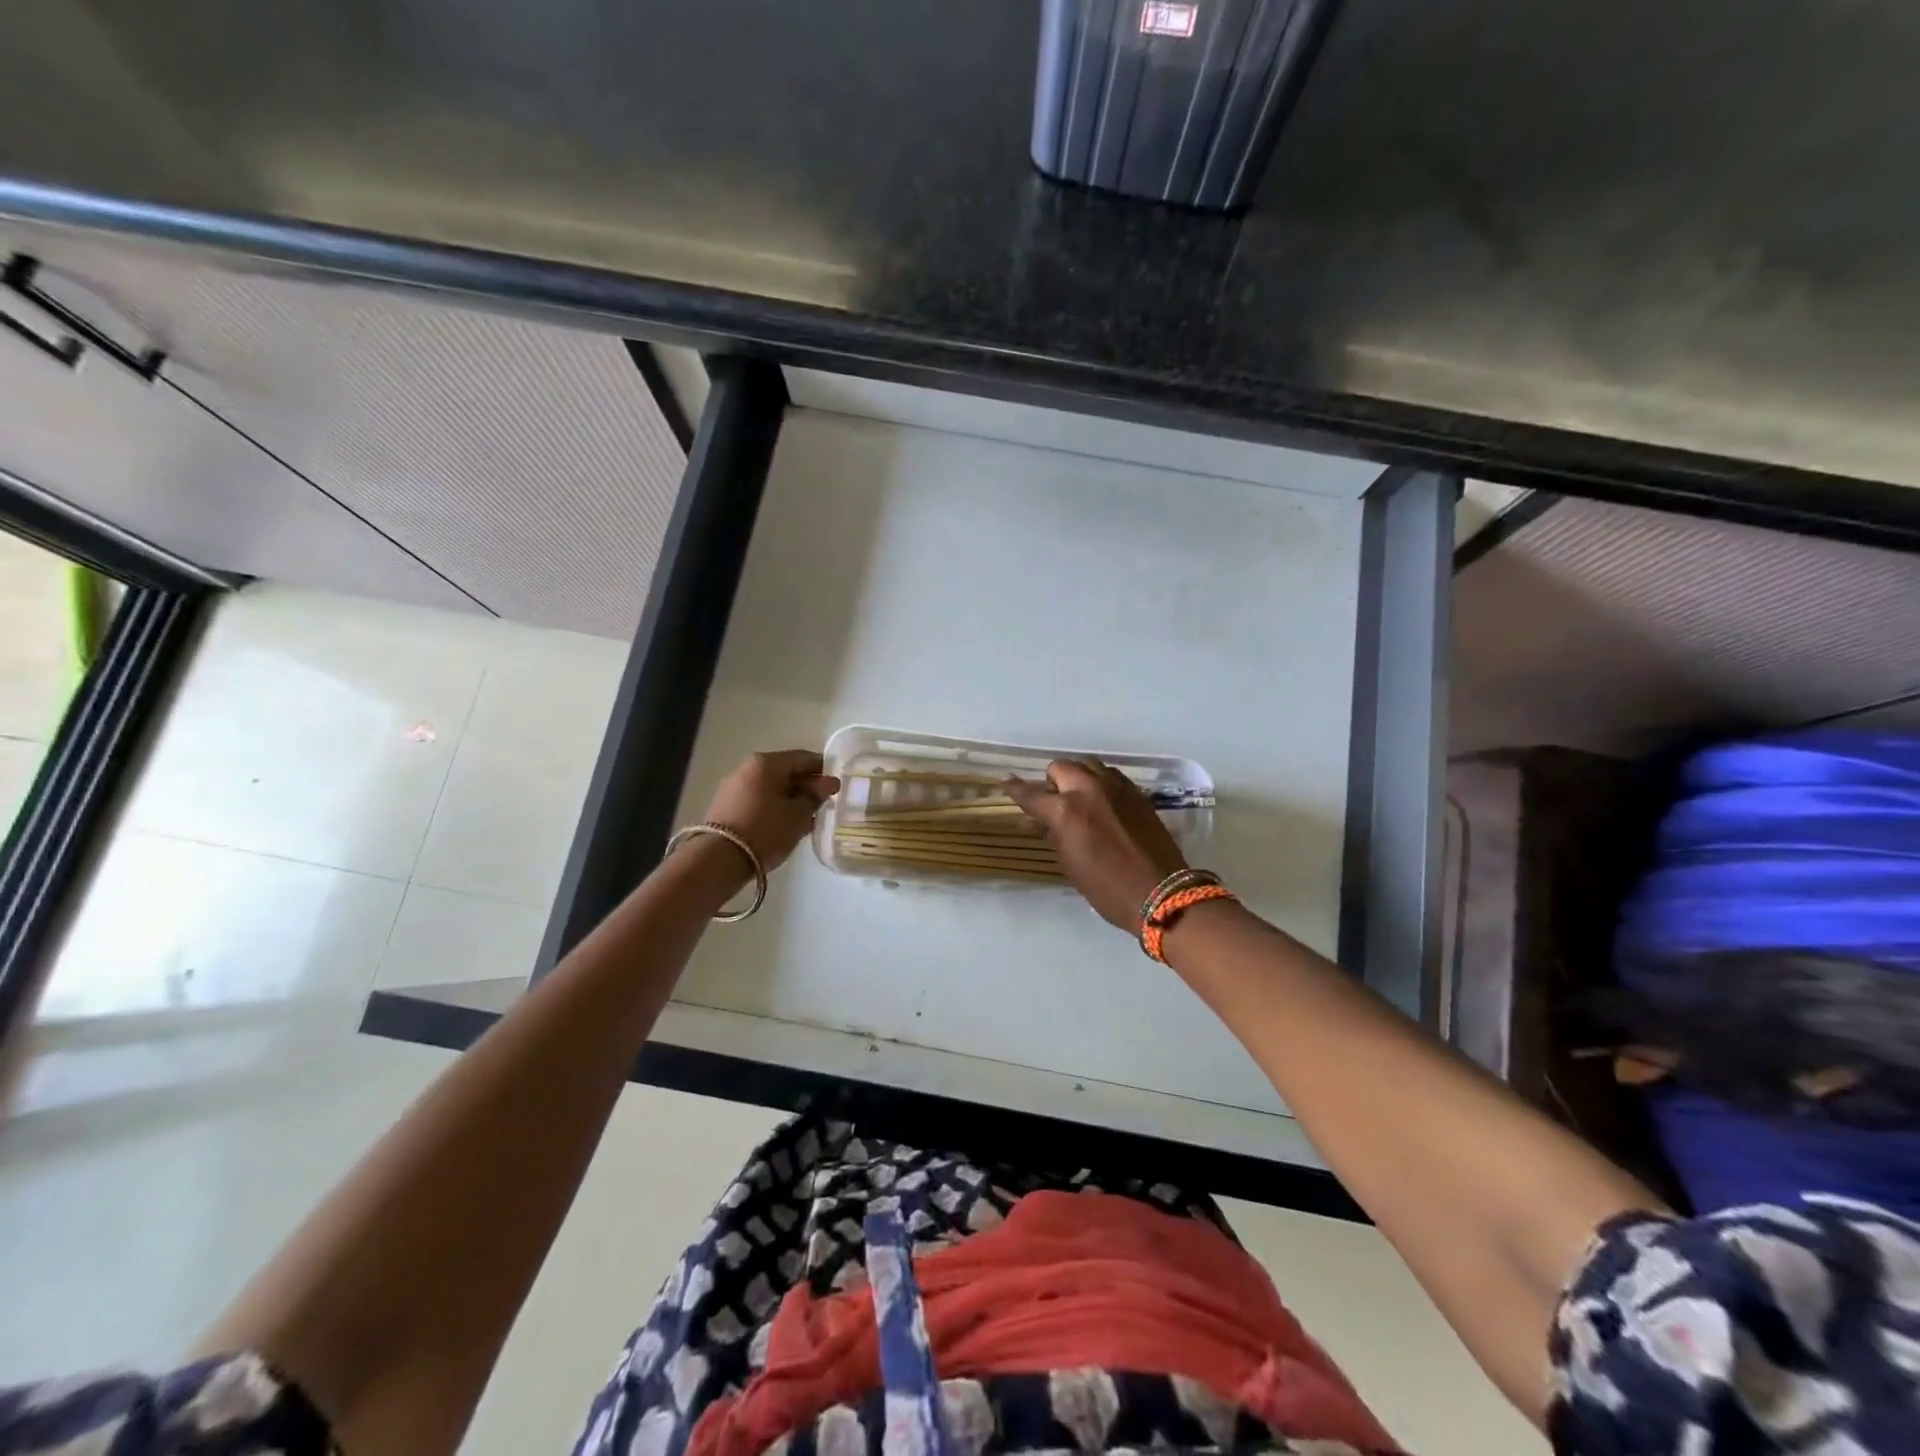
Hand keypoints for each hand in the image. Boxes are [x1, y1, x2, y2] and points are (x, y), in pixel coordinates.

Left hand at [701, 750, 840, 871]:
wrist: (719, 860)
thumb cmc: (765, 831)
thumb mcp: (798, 815)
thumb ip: (815, 796)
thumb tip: (828, 782)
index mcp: (766, 763)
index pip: (804, 758)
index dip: (824, 770)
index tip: (837, 786)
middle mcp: (747, 768)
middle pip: (785, 771)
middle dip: (806, 786)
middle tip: (824, 804)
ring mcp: (734, 786)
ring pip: (771, 786)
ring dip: (790, 798)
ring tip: (806, 818)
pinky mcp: (726, 805)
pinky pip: (758, 799)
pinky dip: (774, 806)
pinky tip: (785, 824)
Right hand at [1007, 760, 1187, 930]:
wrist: (1160, 892)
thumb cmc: (1106, 888)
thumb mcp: (1070, 864)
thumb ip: (1054, 834)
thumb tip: (1044, 821)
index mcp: (1065, 810)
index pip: (1031, 794)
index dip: (1016, 790)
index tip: (1007, 784)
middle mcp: (1088, 789)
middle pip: (1062, 767)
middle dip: (1053, 781)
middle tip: (1054, 800)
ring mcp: (1116, 787)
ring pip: (1088, 765)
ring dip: (1079, 777)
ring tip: (1080, 797)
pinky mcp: (1136, 793)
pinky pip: (1111, 776)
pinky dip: (1101, 783)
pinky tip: (1103, 802)